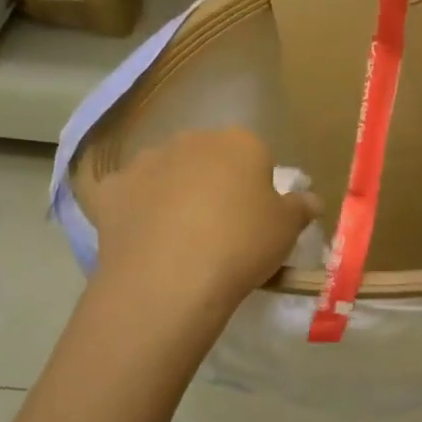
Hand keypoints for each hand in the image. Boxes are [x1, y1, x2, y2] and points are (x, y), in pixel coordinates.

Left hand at [86, 129, 320, 321]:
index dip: (257, 186)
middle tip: (219, 227)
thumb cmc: (241, 246)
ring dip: (172, 191)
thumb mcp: (286, 231)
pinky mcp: (111, 190)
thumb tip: (310, 200)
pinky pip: (125, 194)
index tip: (256, 219)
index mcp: (240, 142)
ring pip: (166, 171)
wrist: (169, 280)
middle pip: (208, 158)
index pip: (255, 155)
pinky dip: (131, 208)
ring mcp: (146, 162)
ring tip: (177, 237)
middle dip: (213, 182)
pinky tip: (137, 236)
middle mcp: (192, 140)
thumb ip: (300, 208)